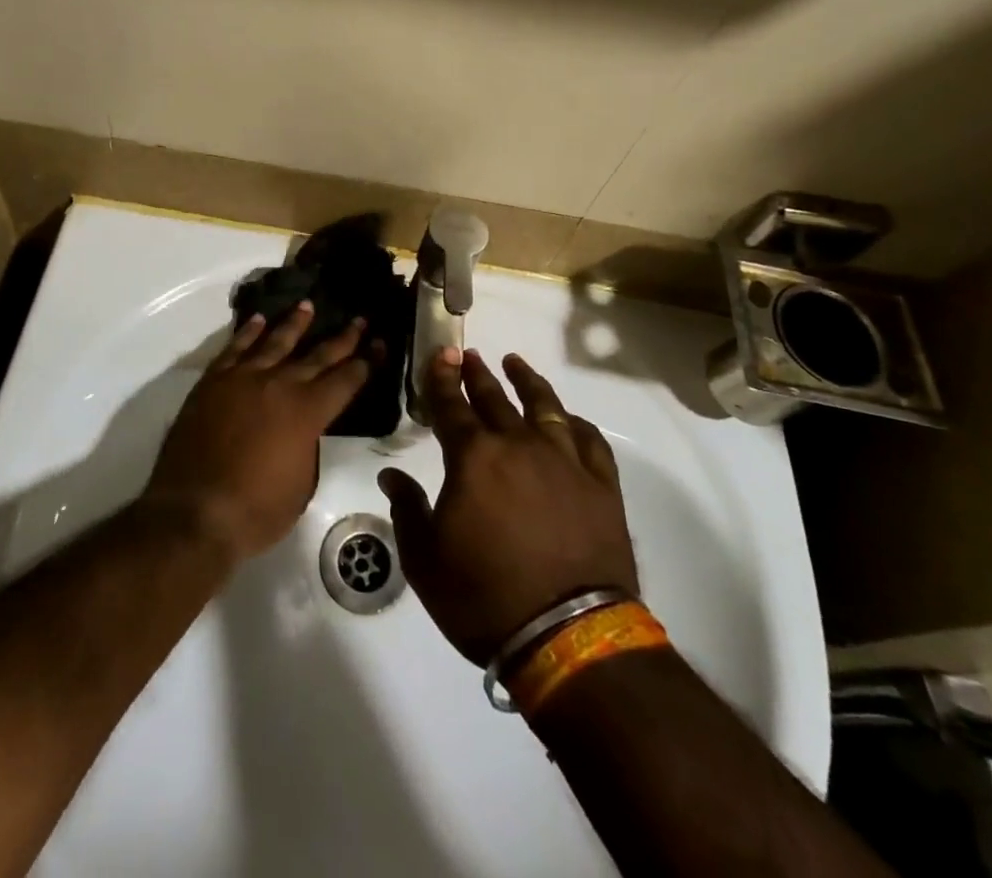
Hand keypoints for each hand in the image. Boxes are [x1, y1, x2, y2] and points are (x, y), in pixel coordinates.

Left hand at [144, 302, 369, 562]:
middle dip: (343, 337)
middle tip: (359, 319)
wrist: (193, 512)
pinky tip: (258, 320)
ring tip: (308, 305)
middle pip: (317, 355)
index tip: (380, 343)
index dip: (367, 362)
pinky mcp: (213, 381)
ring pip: (275, 341)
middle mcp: (280, 385)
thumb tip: (303, 429)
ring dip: (295, 323)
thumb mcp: (301, 484)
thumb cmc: (255, 511)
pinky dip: (248, 332)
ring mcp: (244, 378)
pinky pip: (235, 348)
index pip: (347, 380)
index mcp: (308, 412)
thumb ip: (307, 447)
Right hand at [379, 349, 639, 666]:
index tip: (439, 355)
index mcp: (473, 458)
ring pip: (544, 407)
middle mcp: (518, 445)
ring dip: (527, 382)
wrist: (568, 636)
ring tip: (515, 364)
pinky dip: (576, 424)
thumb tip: (390, 477)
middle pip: (494, 399)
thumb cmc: (484, 598)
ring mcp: (564, 462)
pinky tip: (569, 419)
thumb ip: (407, 510)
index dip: (440, 379)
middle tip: (469, 355)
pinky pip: (590, 441)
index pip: (450, 406)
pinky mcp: (601, 486)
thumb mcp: (425, 561)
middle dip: (477, 374)